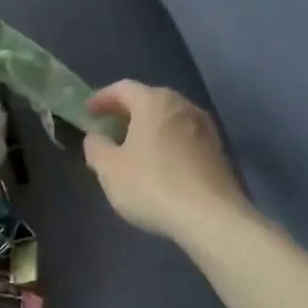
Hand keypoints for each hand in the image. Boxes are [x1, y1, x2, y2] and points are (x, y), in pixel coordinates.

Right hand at [83, 81, 249, 248]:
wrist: (211, 219)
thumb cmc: (152, 185)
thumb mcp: (109, 168)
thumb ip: (96, 147)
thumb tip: (96, 137)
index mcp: (154, 103)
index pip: (123, 88)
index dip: (102, 98)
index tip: (88, 112)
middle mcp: (183, 107)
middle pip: (150, 100)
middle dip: (127, 112)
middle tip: (109, 128)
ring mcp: (206, 129)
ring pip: (169, 119)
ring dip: (149, 128)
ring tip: (132, 148)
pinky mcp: (219, 153)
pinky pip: (184, 138)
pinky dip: (167, 143)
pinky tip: (158, 165)